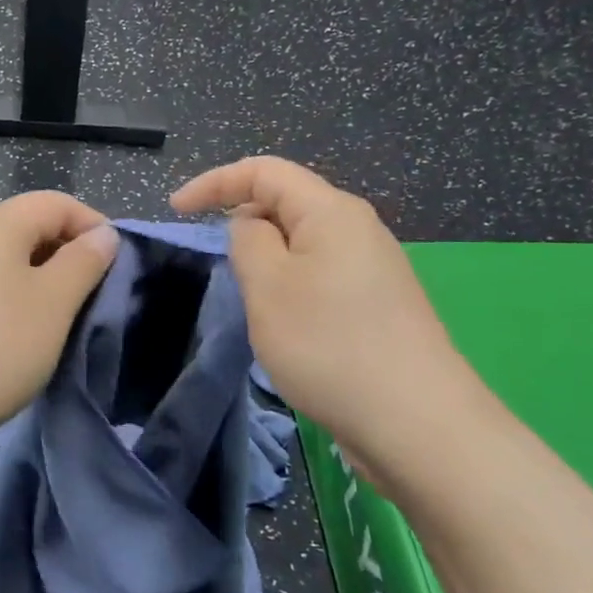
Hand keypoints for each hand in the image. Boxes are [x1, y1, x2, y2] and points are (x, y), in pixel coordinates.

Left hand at [0, 191, 118, 455]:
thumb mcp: (54, 303)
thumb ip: (84, 261)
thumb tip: (102, 234)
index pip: (59, 203)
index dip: (95, 227)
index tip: (119, 269)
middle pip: (31, 228)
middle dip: (68, 257)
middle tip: (93, 300)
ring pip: (9, 261)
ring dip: (42, 283)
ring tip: (61, 323)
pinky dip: (12, 301)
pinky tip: (20, 337)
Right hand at [172, 157, 485, 471]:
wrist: (416, 421)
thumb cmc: (329, 344)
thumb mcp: (267, 286)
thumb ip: (247, 240)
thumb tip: (251, 225)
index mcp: (331, 211)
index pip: (264, 171)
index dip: (214, 182)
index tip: (176, 210)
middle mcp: (358, 228)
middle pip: (286, 203)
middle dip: (242, 223)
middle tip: (221, 268)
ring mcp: (373, 267)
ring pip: (302, 243)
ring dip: (267, 261)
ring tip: (255, 304)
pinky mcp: (378, 303)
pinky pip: (320, 273)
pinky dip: (290, 285)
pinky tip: (289, 326)